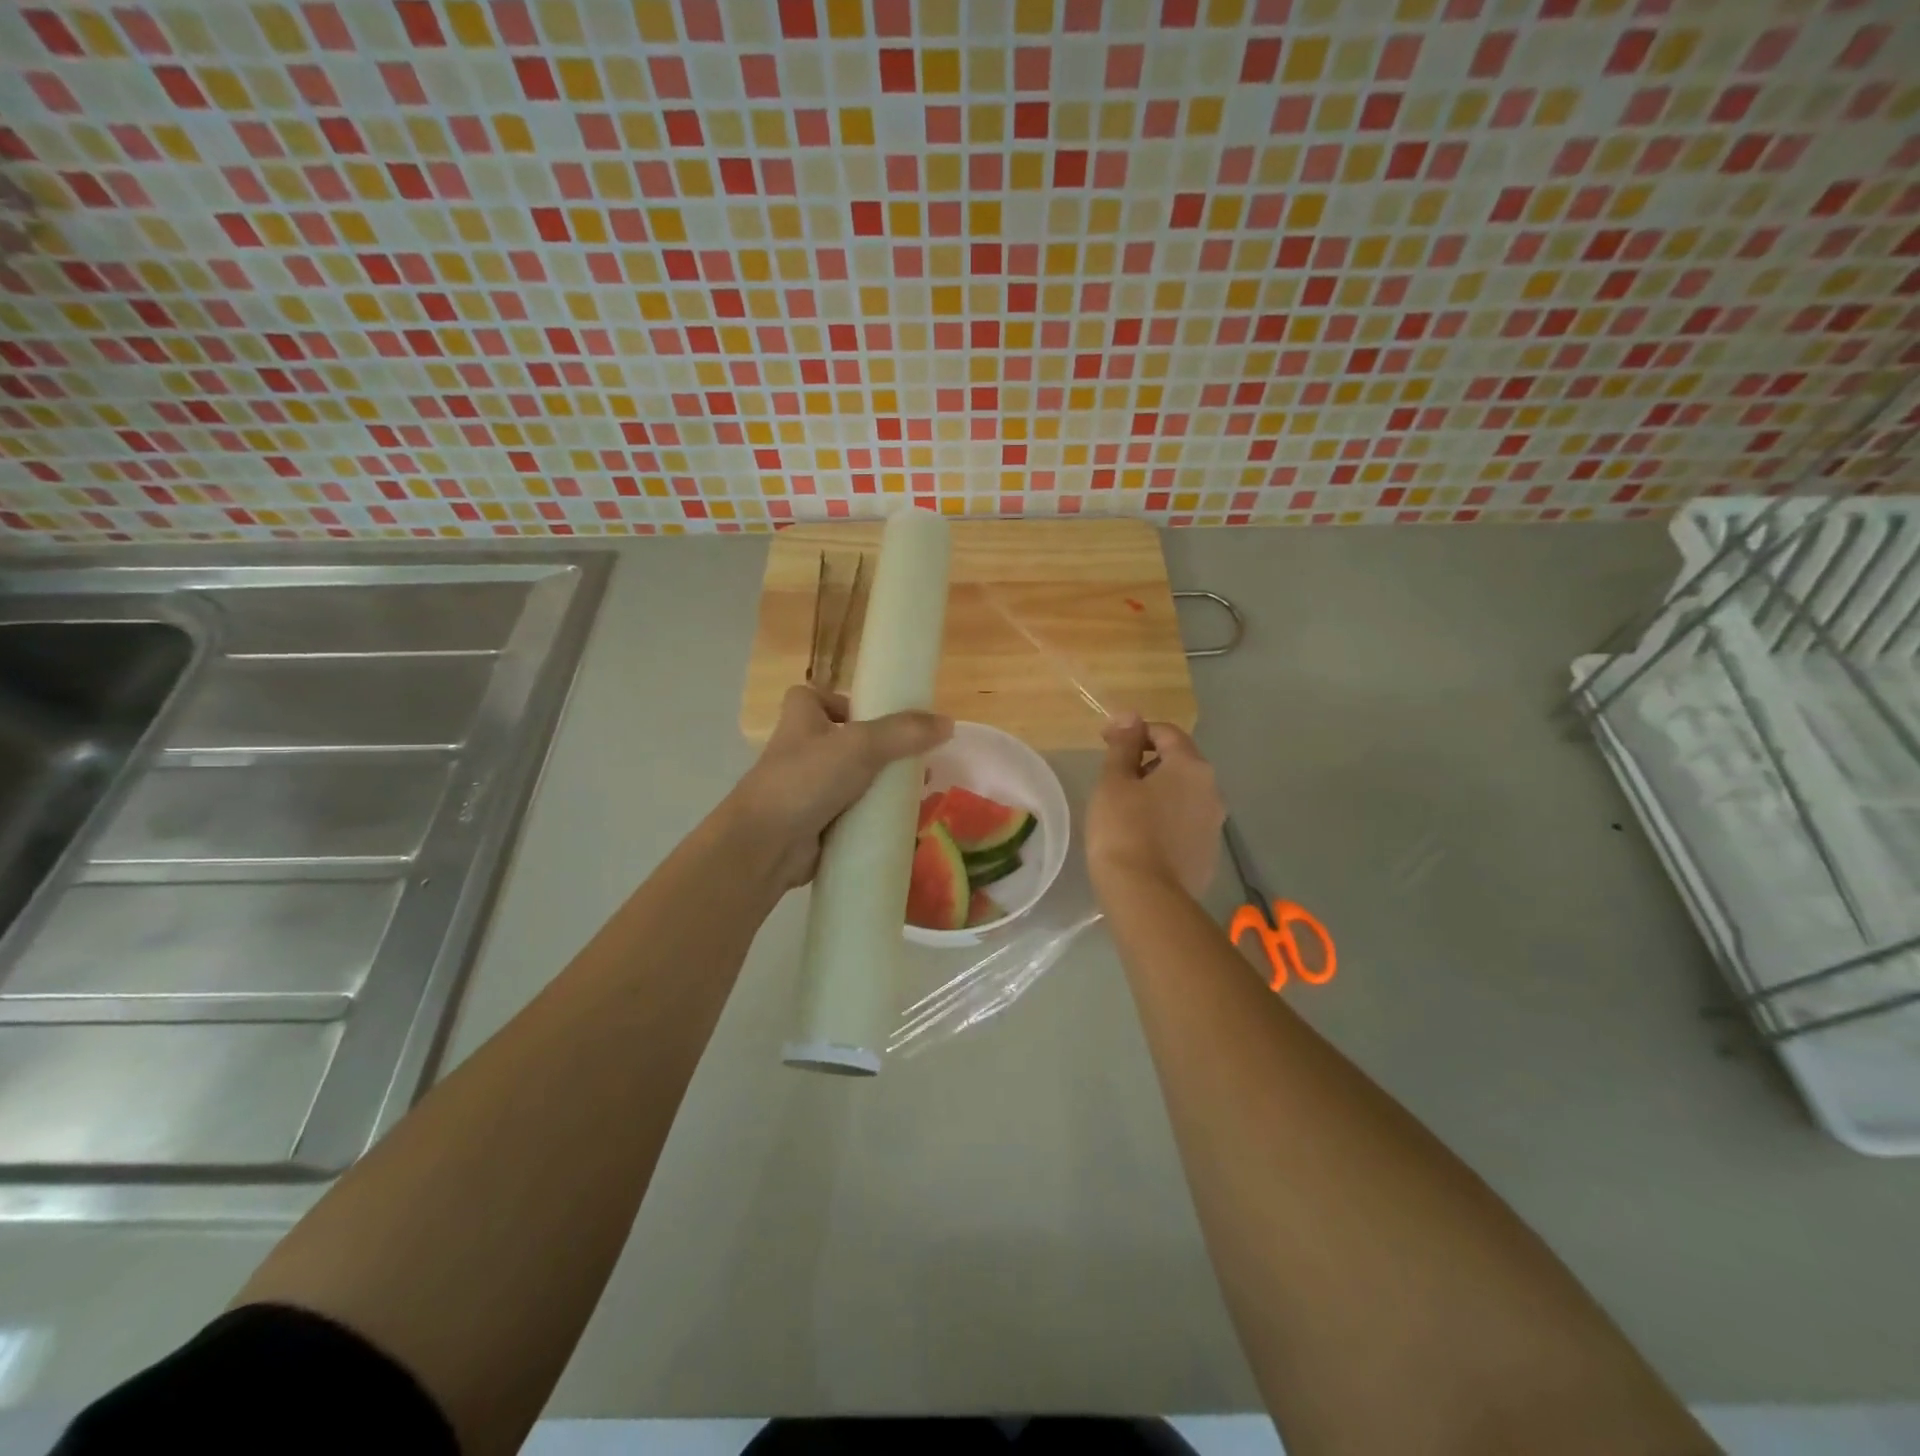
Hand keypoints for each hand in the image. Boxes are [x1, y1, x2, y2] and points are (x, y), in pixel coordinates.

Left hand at [725, 684, 951, 888]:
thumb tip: (948, 723)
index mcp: (801, 720)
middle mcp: (801, 751)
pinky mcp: (815, 824)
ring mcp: (806, 790)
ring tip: (916, 791)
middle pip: (843, 741)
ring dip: (880, 785)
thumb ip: (904, 732)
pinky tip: (900, 822)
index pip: (816, 697)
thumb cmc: (807, 779)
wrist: (766, 845)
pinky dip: (873, 817)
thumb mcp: (860, 745)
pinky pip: (851, 815)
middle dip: (879, 750)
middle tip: (913, 758)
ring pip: (851, 780)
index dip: (842, 701)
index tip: (874, 714)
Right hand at [1087, 714, 1223, 900]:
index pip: (1165, 732)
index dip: (1134, 731)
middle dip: (1148, 762)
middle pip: (1180, 762)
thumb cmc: (1123, 829)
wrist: (1145, 896)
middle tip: (1114, 778)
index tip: (1105, 741)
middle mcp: (1212, 789)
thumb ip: (1123, 745)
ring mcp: (1215, 824)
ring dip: (1159, 792)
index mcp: (1191, 766)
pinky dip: (1167, 820)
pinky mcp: (1209, 854)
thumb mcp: (1114, 781)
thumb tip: (1130, 716)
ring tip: (1126, 809)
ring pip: (1184, 794)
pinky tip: (1143, 837)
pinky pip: (1186, 824)